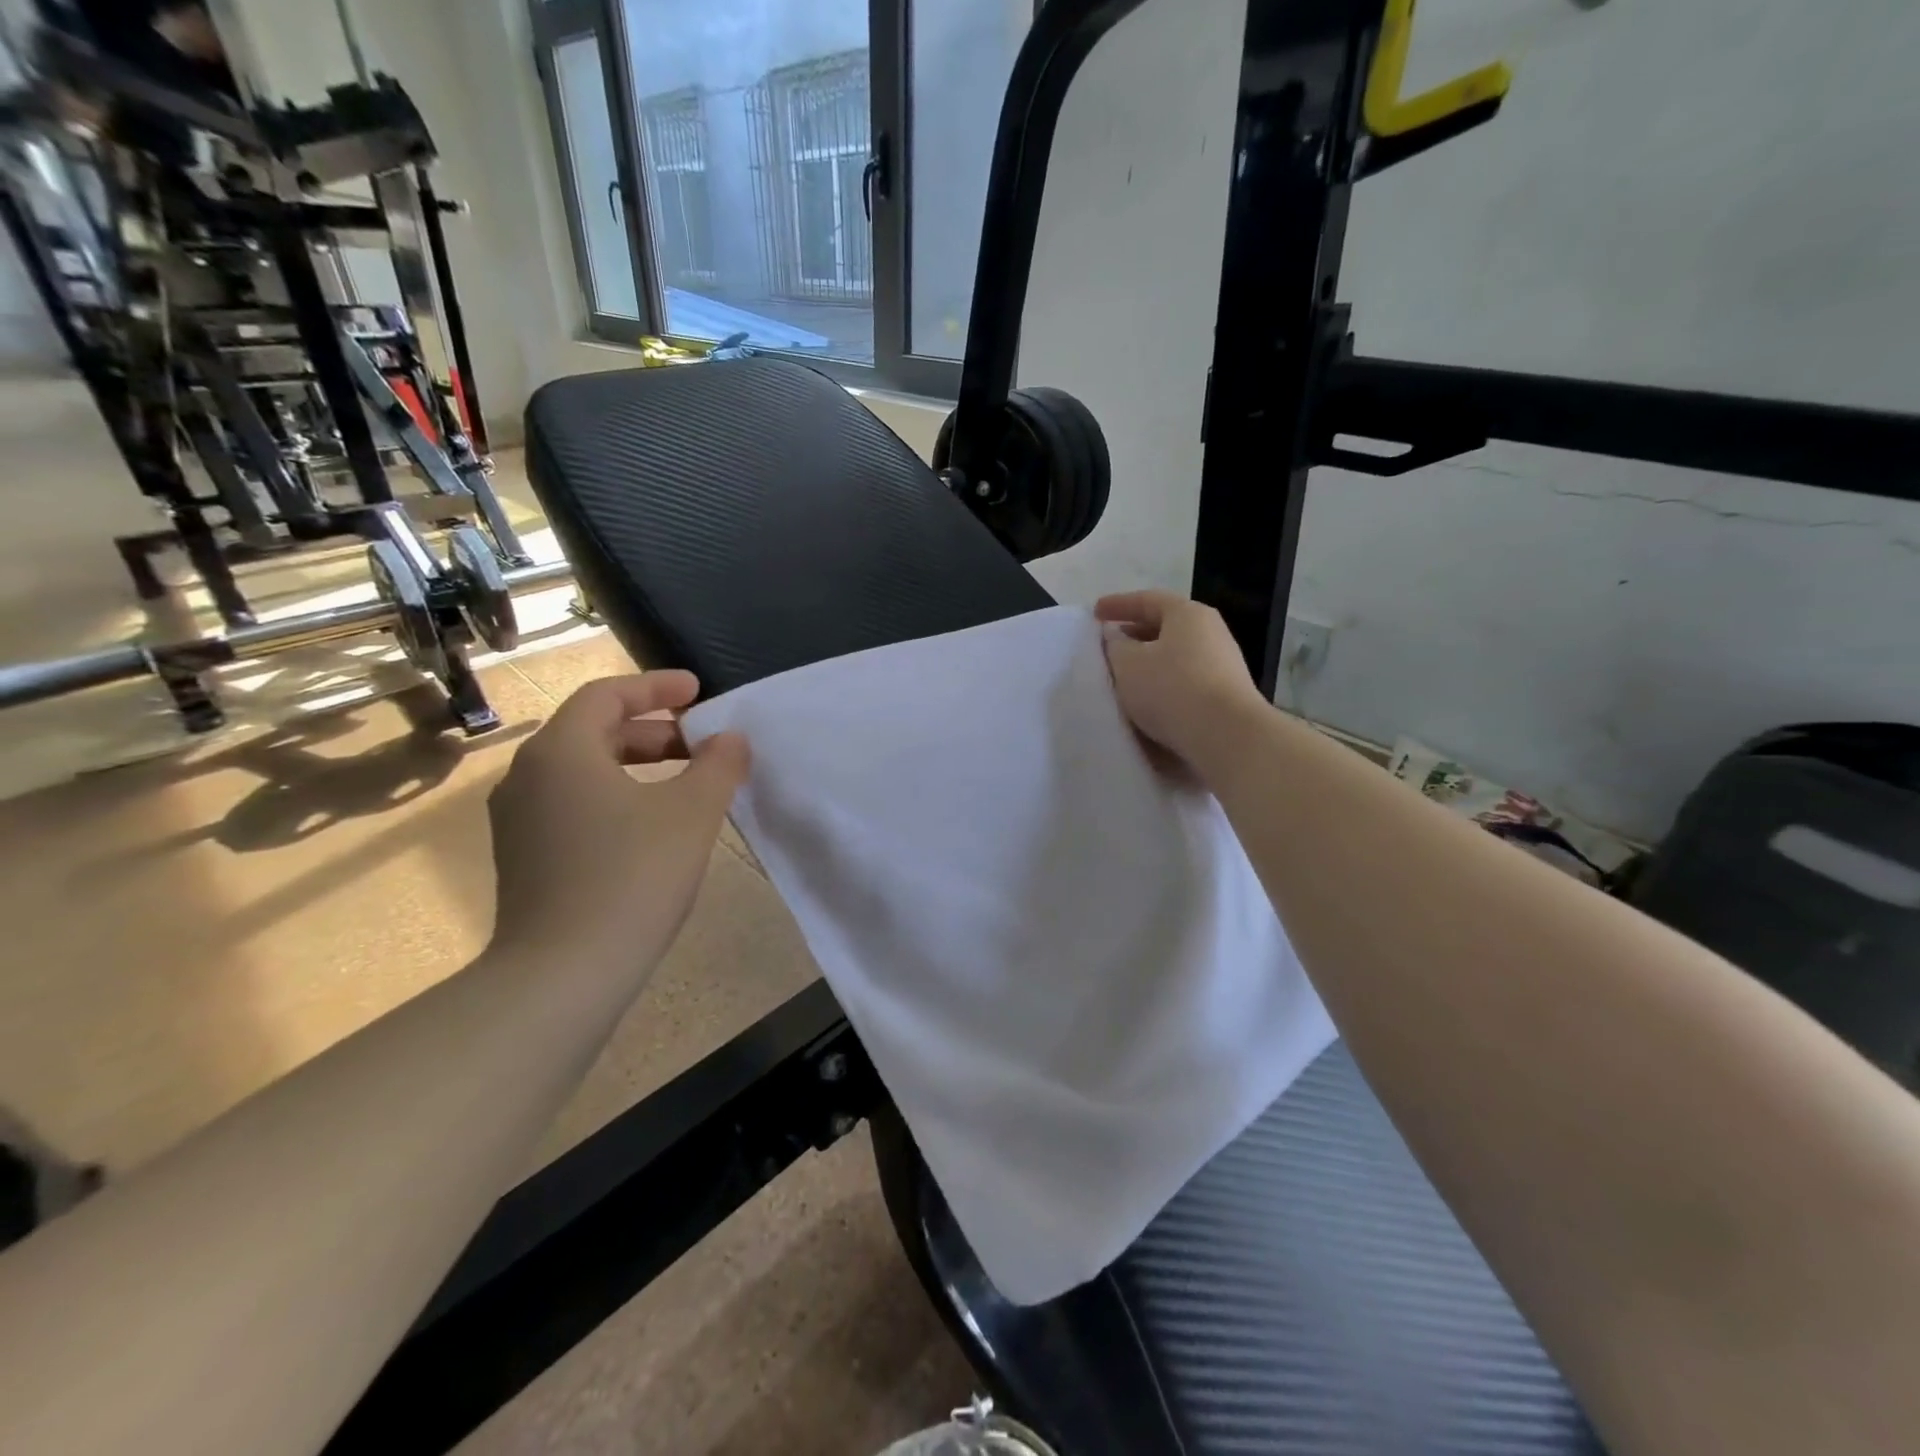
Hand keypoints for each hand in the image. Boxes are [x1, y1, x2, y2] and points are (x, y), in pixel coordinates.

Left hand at [487, 673, 749, 966]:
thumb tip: (730, 740)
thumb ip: (718, 766)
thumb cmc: (632, 877)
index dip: (656, 687)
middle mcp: (528, 776)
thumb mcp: (691, 813)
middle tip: (701, 743)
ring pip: (583, 770)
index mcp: (561, 751)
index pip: (606, 695)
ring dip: (636, 765)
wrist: (563, 975)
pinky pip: (573, 804)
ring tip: (684, 783)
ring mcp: (519, 820)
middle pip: (593, 730)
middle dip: (653, 730)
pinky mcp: (524, 858)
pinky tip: (651, 826)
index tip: (698, 691)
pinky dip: (616, 796)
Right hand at [1096, 591, 1268, 772]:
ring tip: (1125, 675)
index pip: (1147, 600)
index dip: (1118, 605)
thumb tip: (1117, 638)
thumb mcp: (1128, 664)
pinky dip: (1164, 683)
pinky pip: (1186, 679)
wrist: (1226, 736)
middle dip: (1135, 634)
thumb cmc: (1171, 689)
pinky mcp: (1225, 694)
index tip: (1094, 613)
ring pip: (1176, 655)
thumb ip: (1115, 646)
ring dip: (1149, 662)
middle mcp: (1211, 632)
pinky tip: (1149, 700)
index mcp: (1188, 614)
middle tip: (1110, 644)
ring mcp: (1223, 663)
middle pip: (1166, 626)